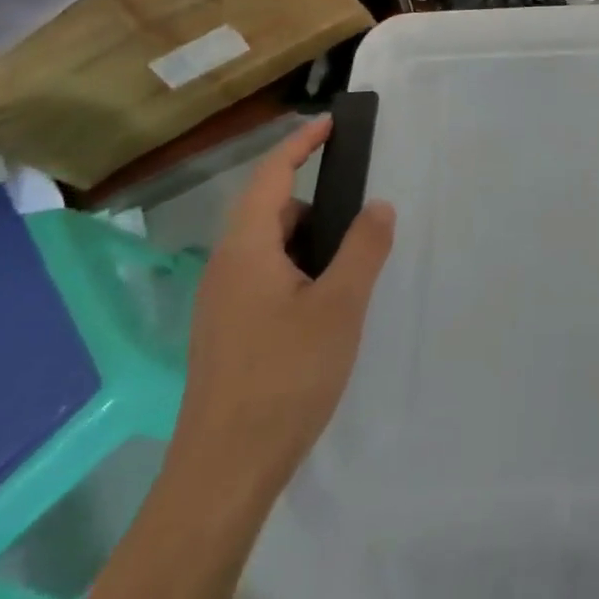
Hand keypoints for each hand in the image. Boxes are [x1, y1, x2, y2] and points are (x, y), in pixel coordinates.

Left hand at [171, 116, 396, 496]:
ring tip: (347, 268)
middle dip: (315, 202)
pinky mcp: (224, 334)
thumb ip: (363, 248)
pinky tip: (320, 308)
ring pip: (267, 249)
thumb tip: (378, 205)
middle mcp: (225, 266)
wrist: (221, 476)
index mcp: (246, 248)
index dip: (301, 143)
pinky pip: (261, 278)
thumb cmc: (283, 377)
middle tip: (357, 215)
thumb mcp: (339, 307)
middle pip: (270, 210)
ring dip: (306, 242)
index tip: (331, 122)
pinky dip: (294, 272)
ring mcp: (219, 303)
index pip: (272, 174)